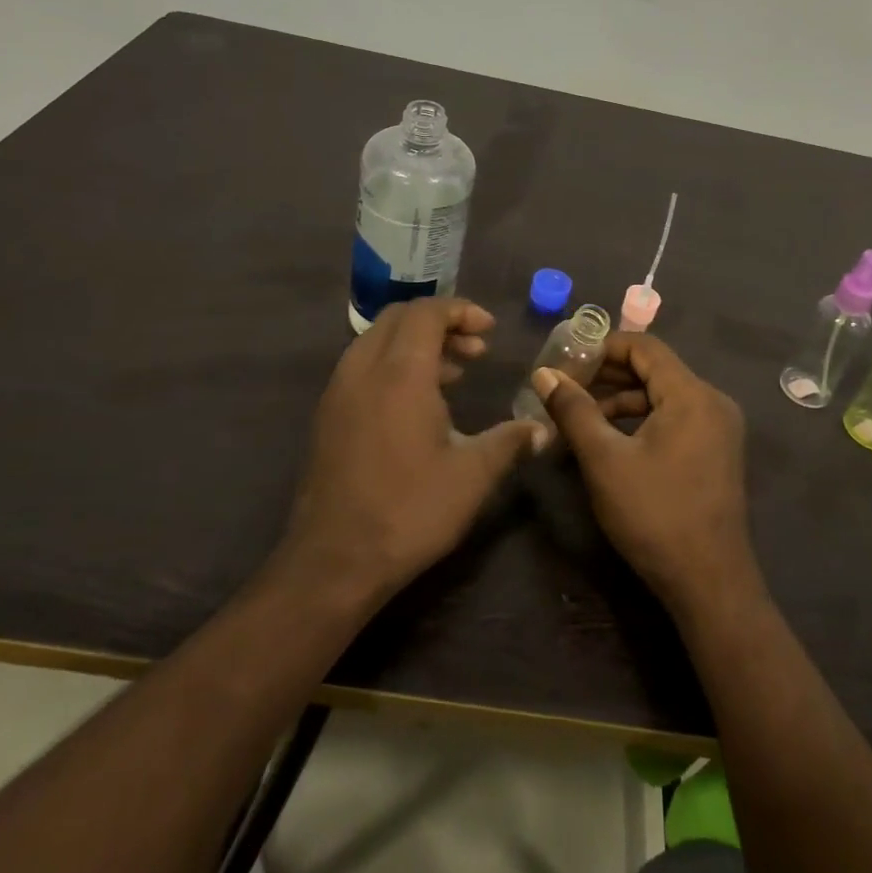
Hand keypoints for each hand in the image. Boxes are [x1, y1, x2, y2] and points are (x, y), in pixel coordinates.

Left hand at [283, 297, 544, 602]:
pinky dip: (394, 364)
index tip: (490, 330)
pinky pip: (363, 366)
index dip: (461, 311)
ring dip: (416, 343)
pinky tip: (419, 403)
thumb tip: (543, 429)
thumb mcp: (473, 476)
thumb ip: (509, 442)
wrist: (334, 562)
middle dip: (440, 322)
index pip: (427, 313)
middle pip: (398, 317)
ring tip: (454, 373)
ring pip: (377, 340)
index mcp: (400, 374)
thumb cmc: (410, 511)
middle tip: (475, 349)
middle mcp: (363, 371)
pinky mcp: (328, 416)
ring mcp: (339, 393)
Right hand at [532, 334, 762, 621]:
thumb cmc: (654, 515)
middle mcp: (712, 401)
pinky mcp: (715, 451)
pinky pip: (674, 418)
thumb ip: (573, 410)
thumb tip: (543, 374)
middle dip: (606, 376)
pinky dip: (640, 421)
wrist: (709, 583)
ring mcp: (718, 428)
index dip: (601, 347)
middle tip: (564, 390)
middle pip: (653, 369)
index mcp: (692, 394)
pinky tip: (609, 440)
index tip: (565, 363)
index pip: (644, 346)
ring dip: (620, 401)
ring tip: (578, 419)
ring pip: (662, 395)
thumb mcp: (604, 460)